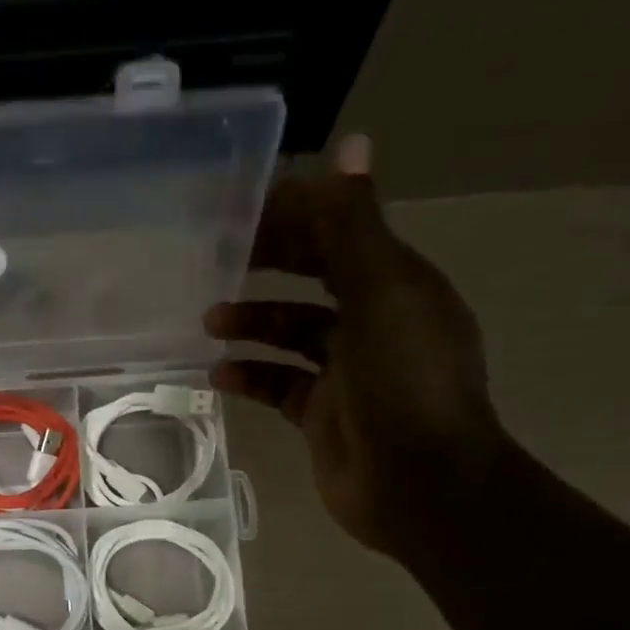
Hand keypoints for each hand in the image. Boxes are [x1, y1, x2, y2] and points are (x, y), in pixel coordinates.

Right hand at [207, 135, 505, 559]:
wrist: (420, 486)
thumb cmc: (405, 385)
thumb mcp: (382, 296)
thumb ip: (356, 227)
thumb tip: (350, 144)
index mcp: (396, 284)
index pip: (342, 232)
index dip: (297, 213)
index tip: (242, 206)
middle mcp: (374, 322)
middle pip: (314, 278)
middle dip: (269, 264)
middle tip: (216, 257)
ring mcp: (347, 373)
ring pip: (292, 333)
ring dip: (253, 321)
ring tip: (209, 321)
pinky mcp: (322, 415)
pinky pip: (280, 385)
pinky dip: (252, 376)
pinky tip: (218, 375)